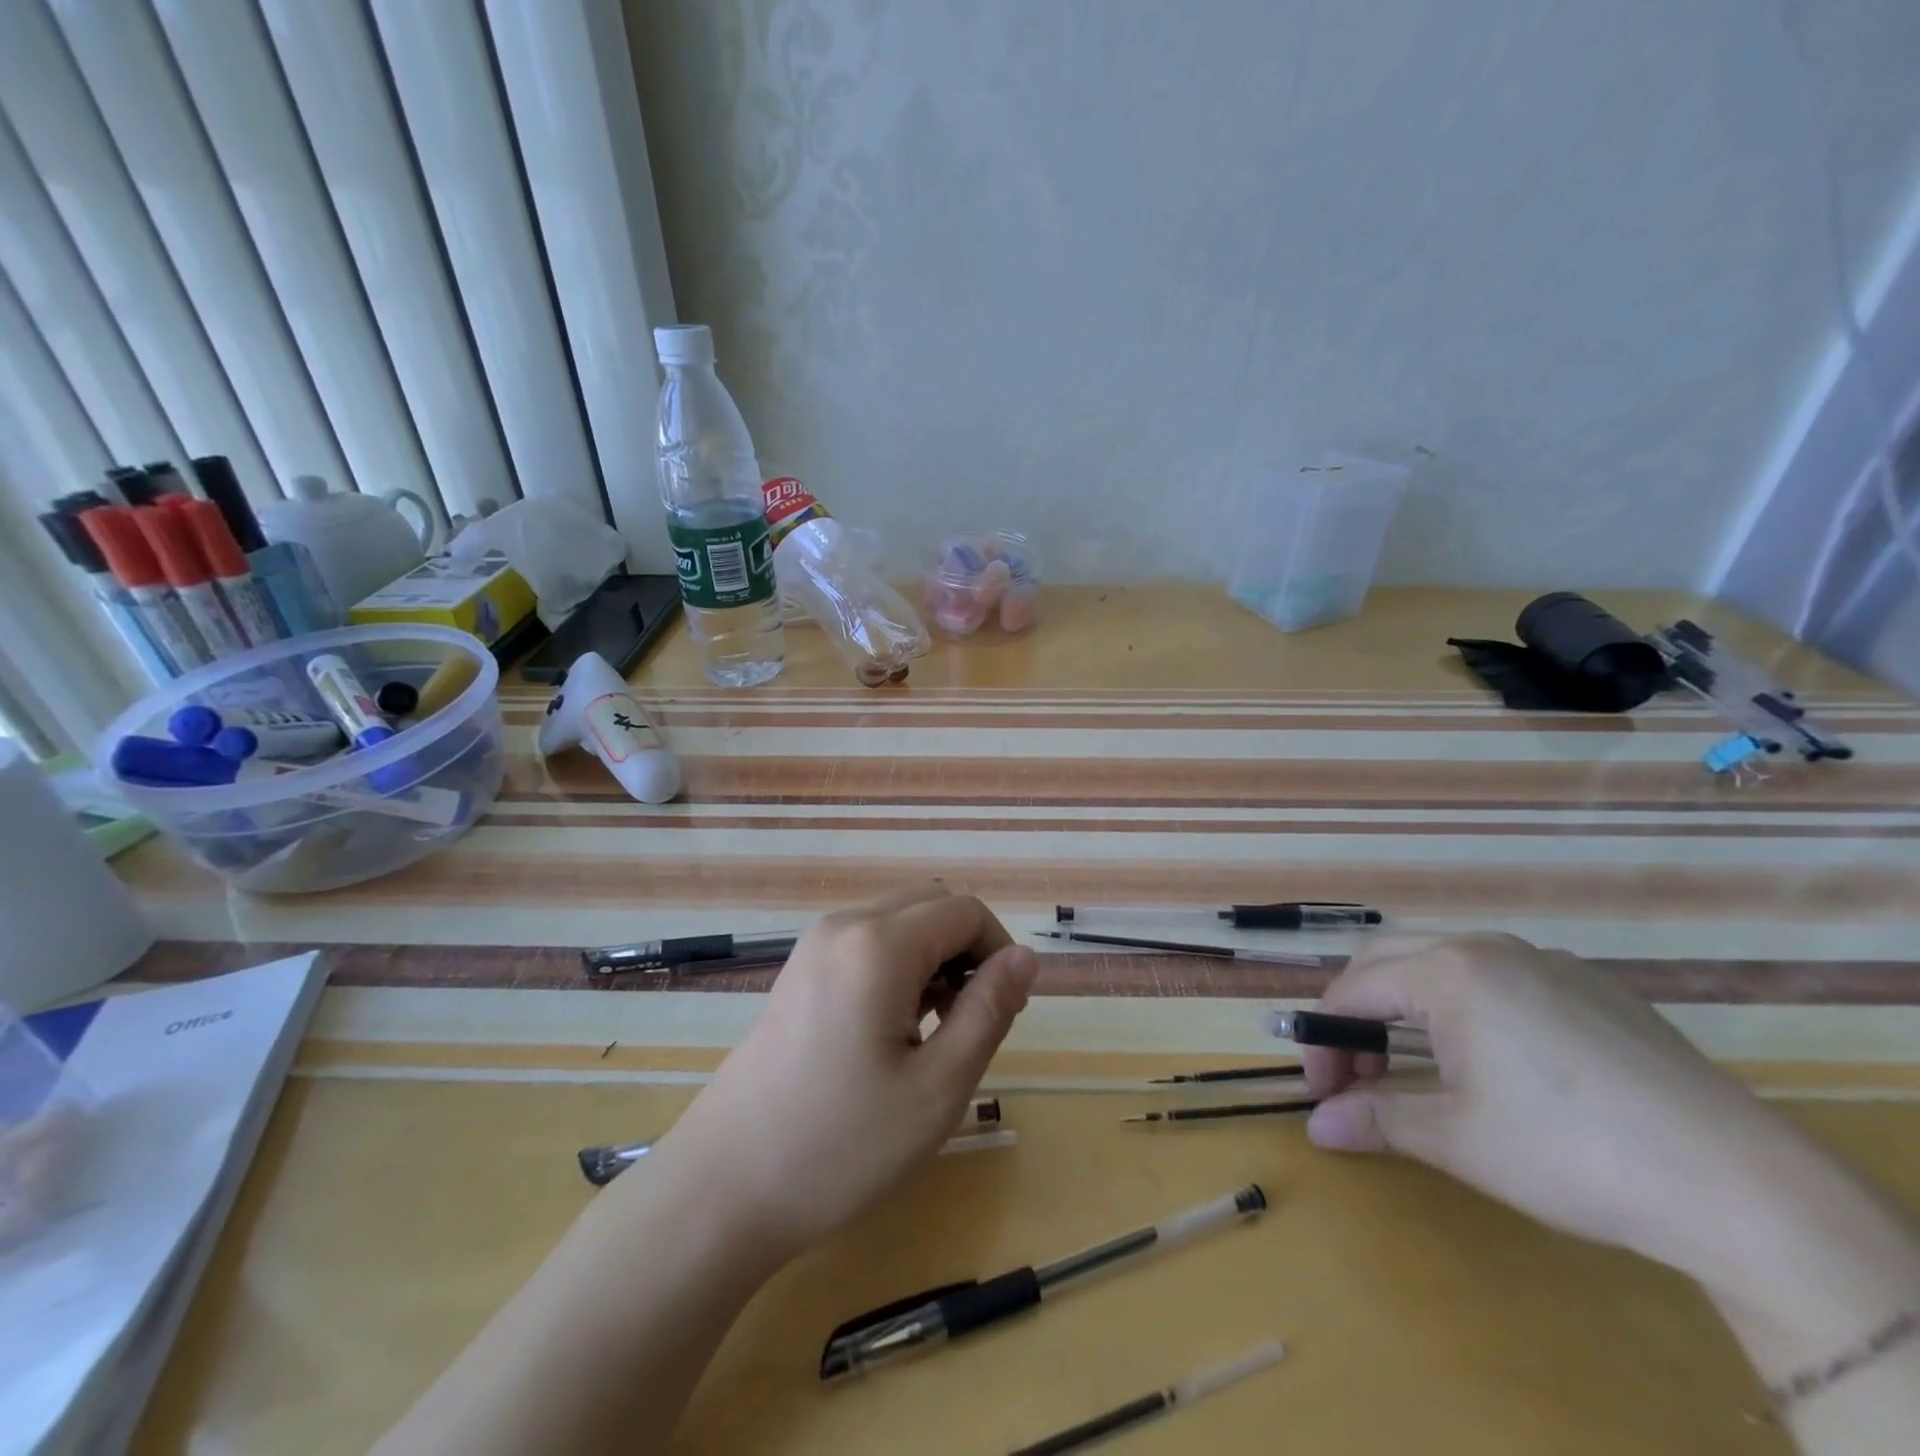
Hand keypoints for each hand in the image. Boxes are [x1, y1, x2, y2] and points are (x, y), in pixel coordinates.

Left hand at [640, 886, 1038, 1265]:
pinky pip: (867, 942)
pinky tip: (892, 1029)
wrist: (723, 1188)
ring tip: (933, 1032)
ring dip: (934, 958)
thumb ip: (989, 1011)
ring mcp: (814, 945)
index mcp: (878, 944)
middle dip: (967, 949)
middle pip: (932, 904)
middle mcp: (843, 925)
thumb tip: (1025, 957)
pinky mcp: (799, 970)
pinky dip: (899, 966)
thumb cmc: (840, 1146)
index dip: (998, 952)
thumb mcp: (937, 1088)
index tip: (1004, 1012)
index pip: (965, 910)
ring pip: (900, 921)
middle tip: (969, 1022)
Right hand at [1299, 933, 1855, 1294]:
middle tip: (1355, 1072)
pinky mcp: (1593, 986)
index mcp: (1447, 971)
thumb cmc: (1571, 1152)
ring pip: (1443, 961)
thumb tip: (1316, 1126)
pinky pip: (1500, 975)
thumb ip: (1377, 1119)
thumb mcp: (1458, 1139)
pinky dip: (1464, 1003)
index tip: (1320, 1090)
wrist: (1741, 1185)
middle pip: (1387, 960)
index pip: (1352, 992)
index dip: (1324, 1041)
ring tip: (1414, 1062)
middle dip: (1357, 1012)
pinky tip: (1492, 1058)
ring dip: (1407, 1004)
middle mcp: (1487, 948)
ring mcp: (1546, 961)